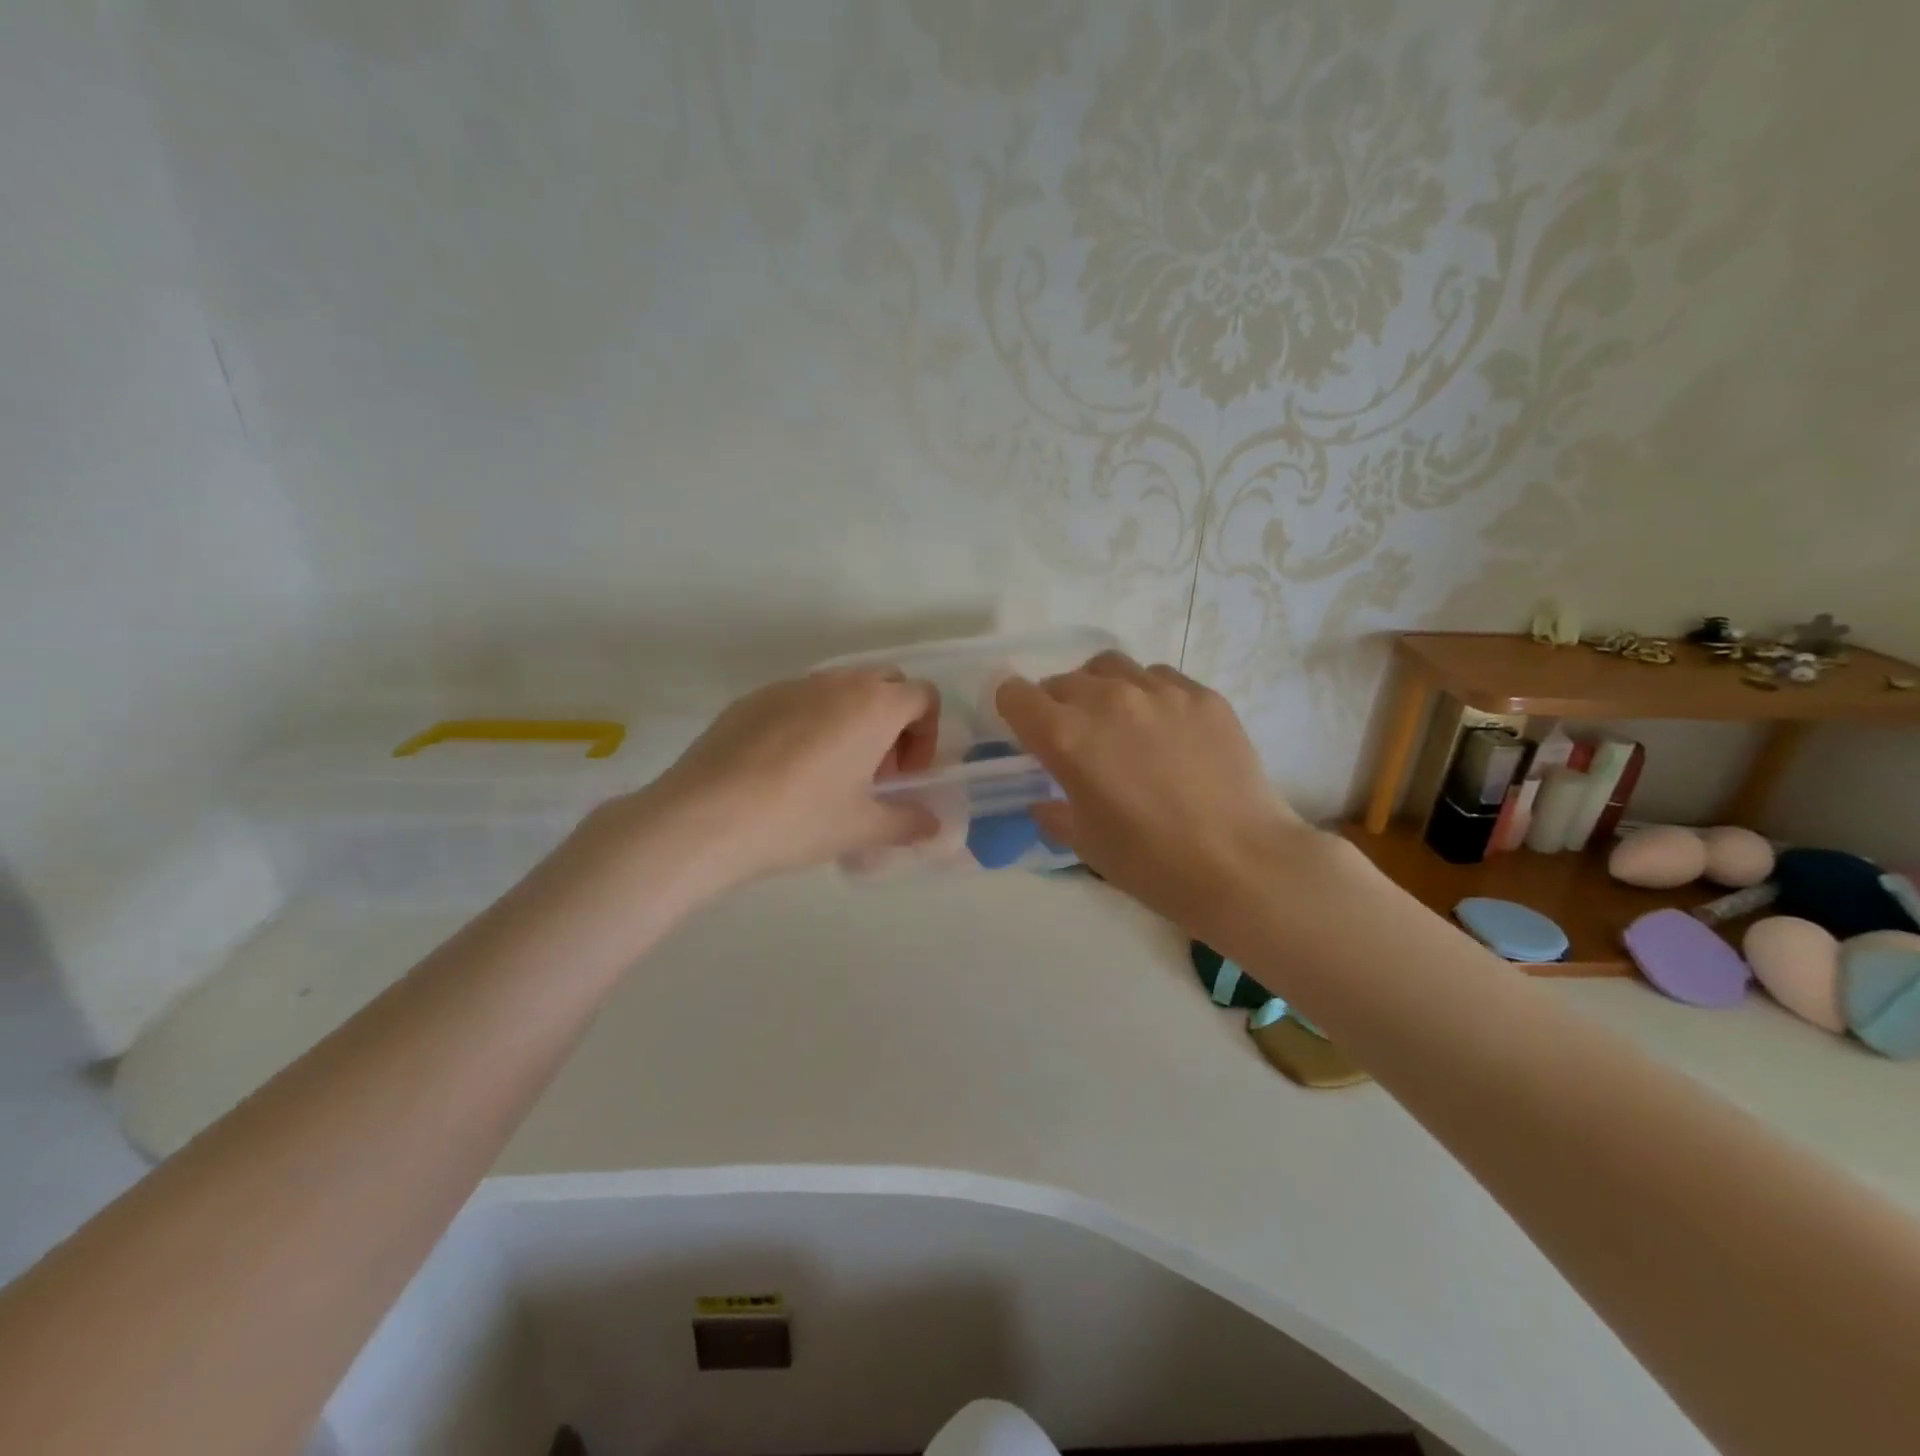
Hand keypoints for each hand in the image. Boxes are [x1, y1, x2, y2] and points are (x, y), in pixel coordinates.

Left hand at [596, 670, 940, 890]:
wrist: (703, 818)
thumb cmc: (799, 819)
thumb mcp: (861, 828)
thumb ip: (907, 822)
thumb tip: (931, 825)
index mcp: (873, 705)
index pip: (923, 696)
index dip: (925, 735)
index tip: (904, 775)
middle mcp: (836, 682)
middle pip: (884, 684)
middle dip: (892, 721)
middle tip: (875, 771)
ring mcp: (790, 686)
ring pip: (838, 690)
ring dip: (851, 721)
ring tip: (830, 773)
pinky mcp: (752, 699)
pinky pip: (798, 700)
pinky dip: (810, 724)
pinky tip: (785, 771)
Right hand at [996, 652, 1329, 939]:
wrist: (1240, 863)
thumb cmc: (1150, 862)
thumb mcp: (1085, 843)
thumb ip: (1054, 813)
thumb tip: (1046, 802)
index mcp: (1066, 736)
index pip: (1015, 694)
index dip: (1013, 711)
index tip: (1026, 733)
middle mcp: (1107, 699)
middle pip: (1061, 680)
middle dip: (1057, 705)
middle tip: (1077, 740)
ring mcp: (1159, 691)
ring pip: (1110, 667)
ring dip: (1100, 688)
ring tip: (1117, 720)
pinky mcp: (1202, 694)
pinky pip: (1159, 677)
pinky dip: (1148, 693)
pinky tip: (1165, 728)